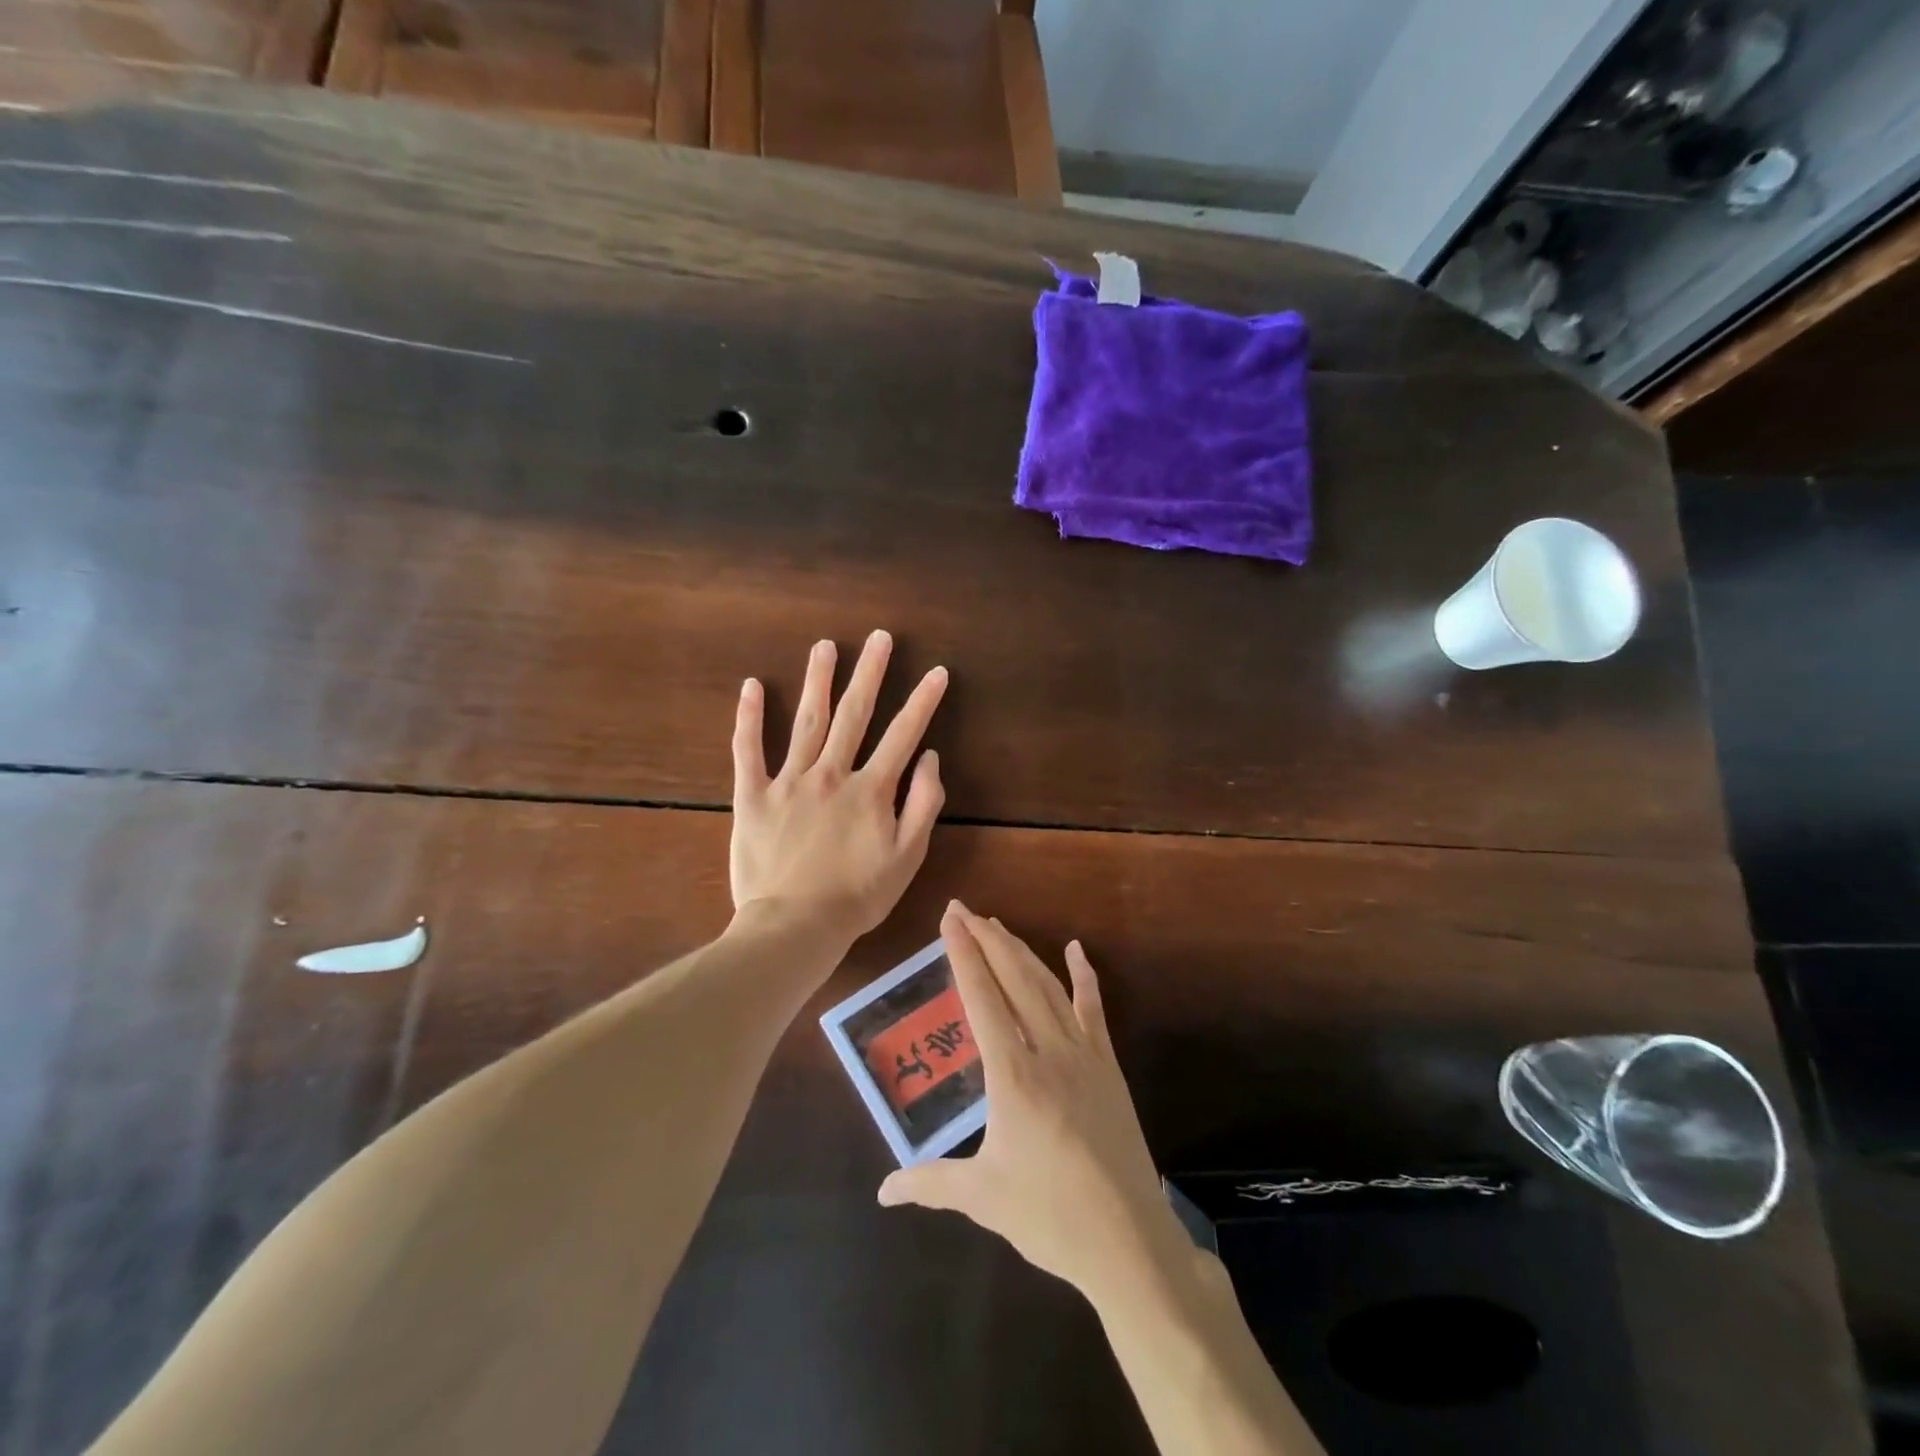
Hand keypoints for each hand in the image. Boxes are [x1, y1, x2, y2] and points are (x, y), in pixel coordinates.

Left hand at [730, 631, 947, 946]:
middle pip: (854, 714)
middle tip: (879, 637)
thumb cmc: (857, 896)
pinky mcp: (752, 796)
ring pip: (806, 721)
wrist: (794, 926)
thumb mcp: (907, 858)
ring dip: (817, 680)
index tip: (936, 671)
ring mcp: (788, 781)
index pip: (902, 735)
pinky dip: (749, 717)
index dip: (922, 702)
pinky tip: (751, 686)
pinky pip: (748, 750)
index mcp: (870, 790)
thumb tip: (930, 758)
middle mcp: (830, 774)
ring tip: (825, 646)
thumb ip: (923, 804)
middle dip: (870, 673)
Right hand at [877, 904, 1189, 1306]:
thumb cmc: (1049, 1216)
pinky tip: (1076, 950)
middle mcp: (1047, 1050)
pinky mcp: (1108, 1065)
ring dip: (1021, 952)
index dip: (963, 955)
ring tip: (998, 925)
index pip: (981, 999)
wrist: (1128, 1239)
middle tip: (964, 910)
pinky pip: (1094, 1009)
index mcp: (1012, 1075)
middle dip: (987, 940)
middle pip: (1014, 979)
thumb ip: (930, 1183)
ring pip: (1048, 986)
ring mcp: (1083, 1054)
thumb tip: (883, 1192)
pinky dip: (1085, 976)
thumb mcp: (982, 1197)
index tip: (950, 920)